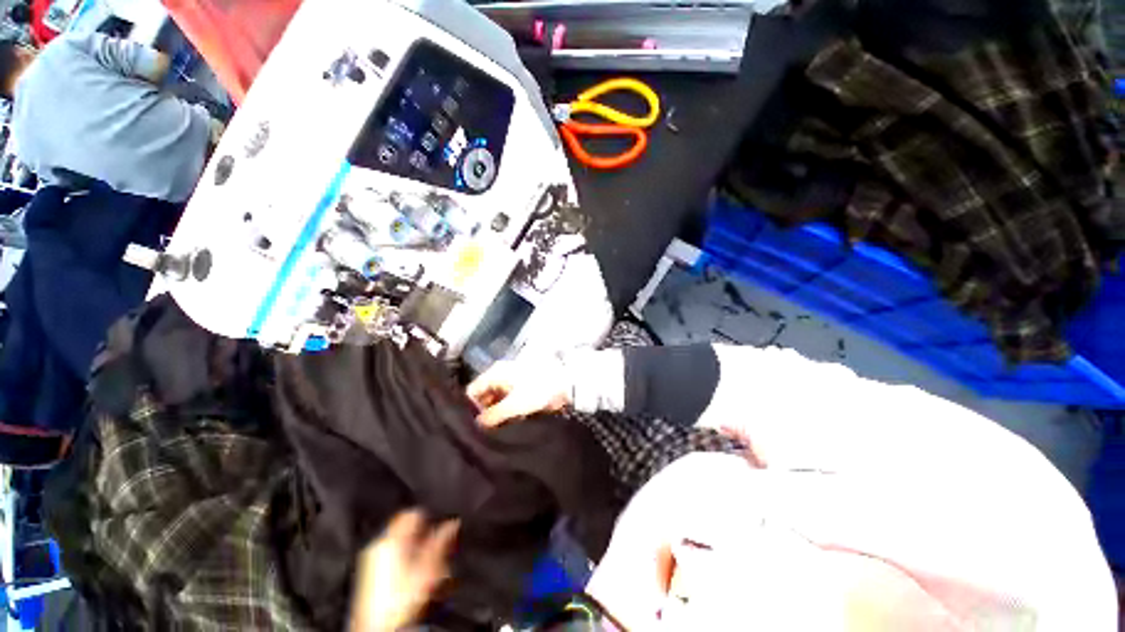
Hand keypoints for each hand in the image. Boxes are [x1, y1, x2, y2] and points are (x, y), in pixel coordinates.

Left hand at [349, 510, 459, 631]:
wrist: (379, 628)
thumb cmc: (402, 598)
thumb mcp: (428, 568)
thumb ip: (441, 541)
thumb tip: (453, 523)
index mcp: (391, 539)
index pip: (412, 514)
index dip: (428, 518)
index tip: (438, 529)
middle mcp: (378, 545)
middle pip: (407, 530)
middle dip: (424, 538)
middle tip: (437, 551)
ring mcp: (371, 560)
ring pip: (400, 546)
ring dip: (416, 552)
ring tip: (428, 567)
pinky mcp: (369, 575)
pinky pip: (392, 558)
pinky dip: (405, 562)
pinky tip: (413, 576)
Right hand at [466, 356, 571, 426]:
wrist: (566, 383)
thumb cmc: (538, 390)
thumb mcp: (514, 405)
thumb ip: (493, 416)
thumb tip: (477, 425)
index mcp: (495, 373)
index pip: (472, 391)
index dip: (470, 409)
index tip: (472, 427)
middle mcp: (500, 375)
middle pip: (484, 396)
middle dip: (484, 413)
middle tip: (486, 433)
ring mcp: (512, 381)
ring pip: (496, 400)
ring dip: (496, 415)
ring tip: (497, 431)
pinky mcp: (522, 389)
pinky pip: (508, 402)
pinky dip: (507, 412)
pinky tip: (510, 424)